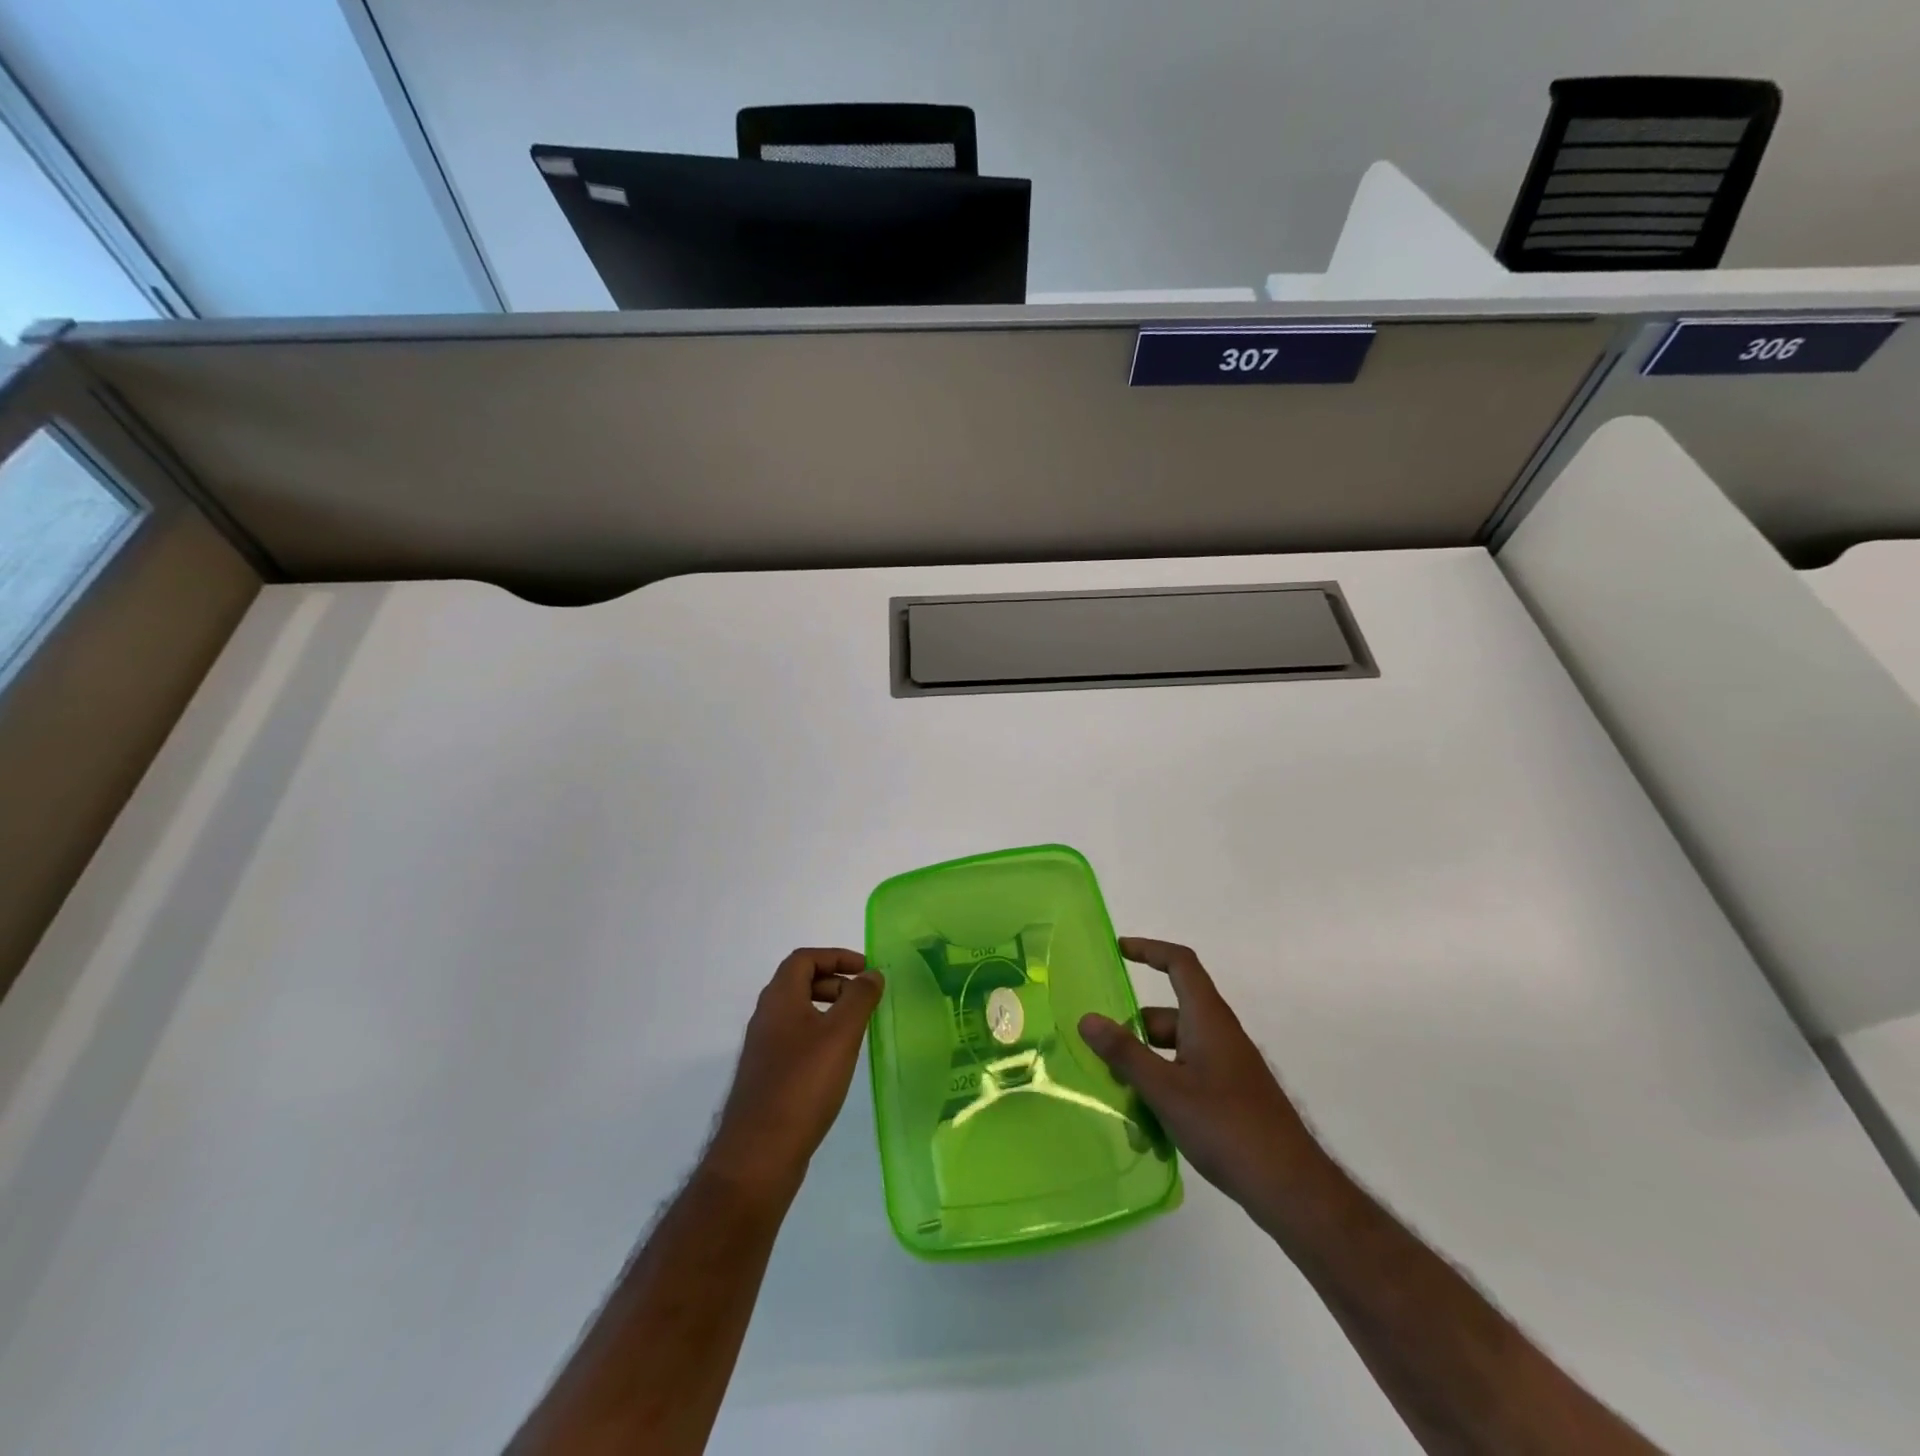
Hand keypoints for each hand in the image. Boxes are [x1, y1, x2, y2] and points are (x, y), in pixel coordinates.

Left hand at [703, 949, 884, 1199]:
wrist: (758, 1155)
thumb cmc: (803, 1084)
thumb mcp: (841, 1034)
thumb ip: (859, 998)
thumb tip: (871, 974)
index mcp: (779, 999)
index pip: (804, 958)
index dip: (836, 956)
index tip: (866, 970)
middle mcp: (766, 1017)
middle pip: (799, 982)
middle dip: (835, 981)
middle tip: (864, 998)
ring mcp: (763, 1049)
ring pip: (798, 1013)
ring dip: (828, 1009)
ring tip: (857, 1028)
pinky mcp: (767, 1076)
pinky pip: (795, 1039)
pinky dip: (819, 1036)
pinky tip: (838, 1061)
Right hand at [1080, 937, 1322, 1217]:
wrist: (1291, 1188)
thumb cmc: (1227, 1127)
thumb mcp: (1166, 1090)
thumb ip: (1125, 1054)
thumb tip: (1088, 1019)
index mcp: (1207, 1019)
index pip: (1180, 963)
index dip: (1149, 950)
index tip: (1118, 951)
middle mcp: (1219, 1034)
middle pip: (1167, 1013)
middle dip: (1133, 1031)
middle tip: (1102, 1057)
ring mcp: (1227, 1066)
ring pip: (1174, 1050)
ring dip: (1146, 1067)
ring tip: (1120, 1099)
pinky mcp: (1230, 1096)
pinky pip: (1187, 1076)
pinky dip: (1164, 1090)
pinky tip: (1148, 1128)